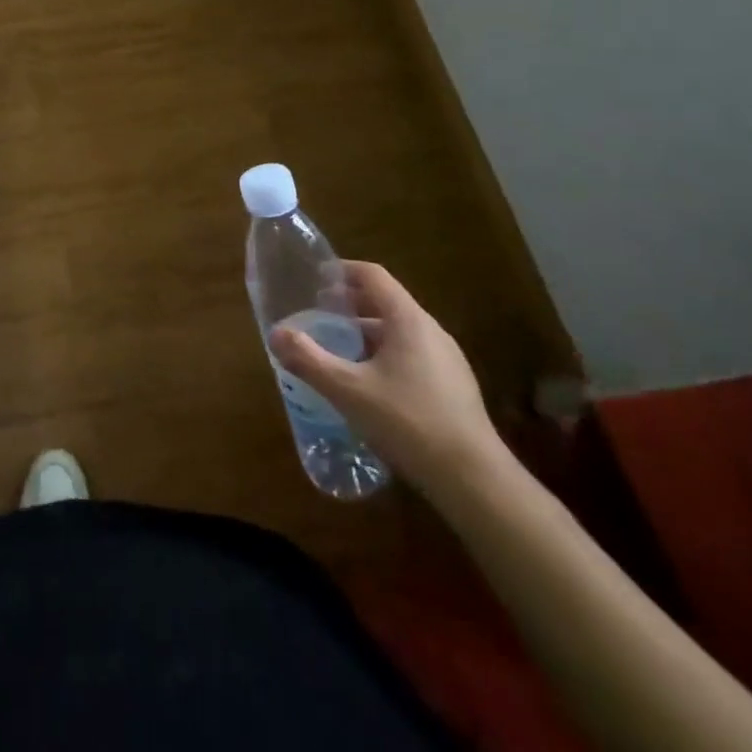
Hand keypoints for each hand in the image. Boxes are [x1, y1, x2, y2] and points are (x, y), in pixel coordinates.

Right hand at [270, 260, 502, 498]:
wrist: (475, 481)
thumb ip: (308, 359)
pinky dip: (383, 357)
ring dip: (365, 334)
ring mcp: (447, 361)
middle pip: (385, 303)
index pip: (372, 276)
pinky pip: (411, 357)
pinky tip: (367, 386)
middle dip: (349, 306)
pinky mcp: (453, 388)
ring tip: (336, 351)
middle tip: (317, 316)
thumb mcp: (348, 390)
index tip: (314, 279)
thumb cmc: (408, 422)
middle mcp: (431, 331)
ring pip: (398, 333)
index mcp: (408, 320)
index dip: (341, 271)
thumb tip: (276, 333)